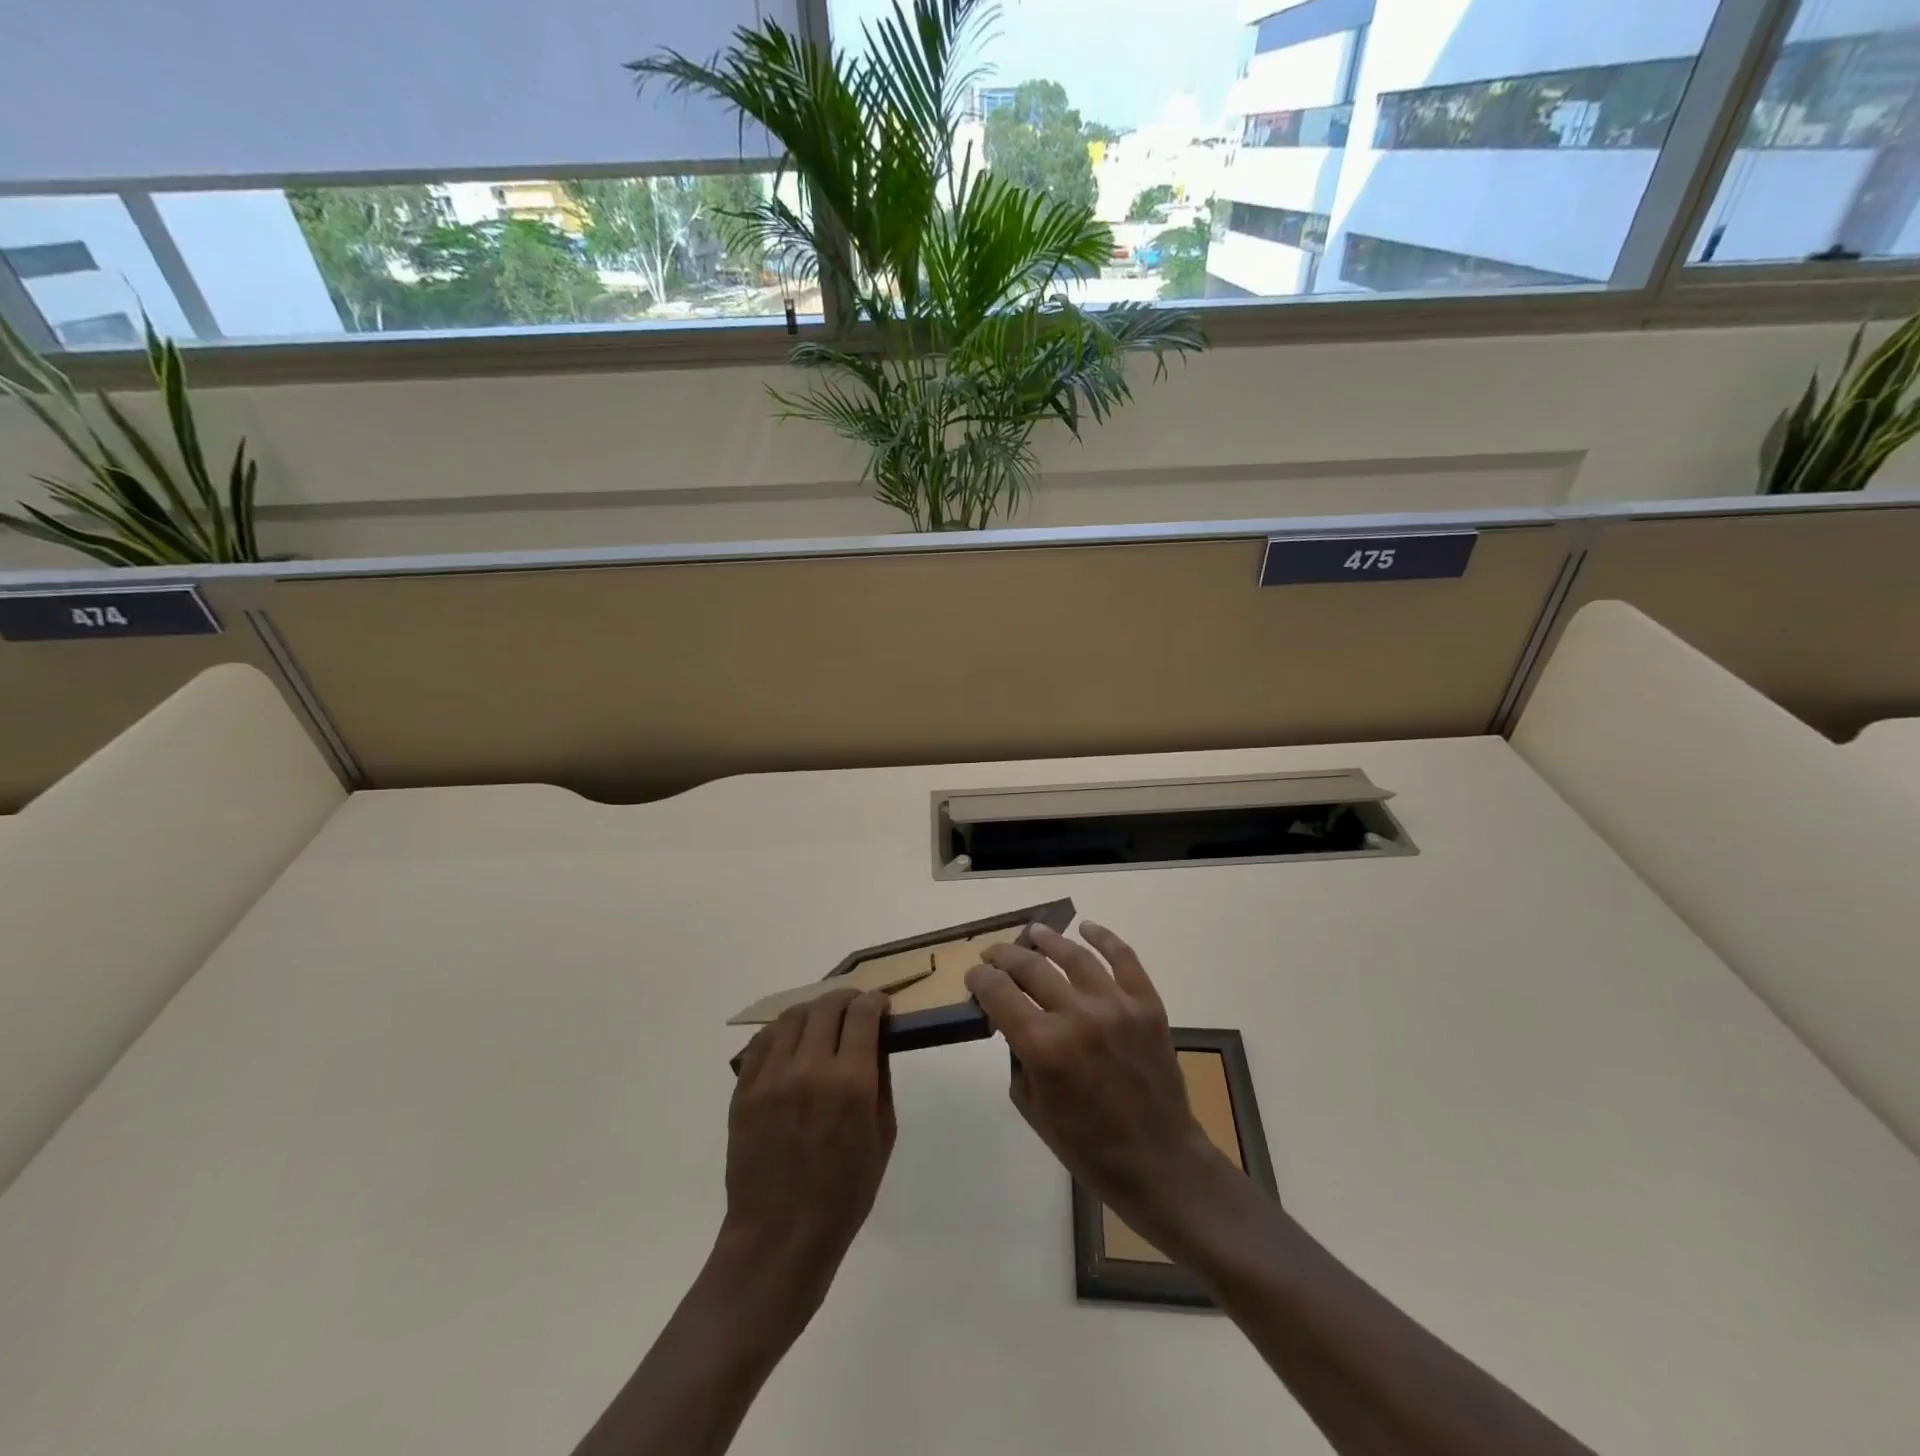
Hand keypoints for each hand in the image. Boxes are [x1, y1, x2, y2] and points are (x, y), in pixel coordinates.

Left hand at [719, 989, 895, 1327]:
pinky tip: (791, 1042)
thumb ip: (880, 1081)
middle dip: (847, 999)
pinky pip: (762, 1041)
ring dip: (814, 1011)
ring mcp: (771, 1077)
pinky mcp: (744, 1090)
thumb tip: (876, 1040)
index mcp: (850, 1082)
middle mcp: (809, 1068)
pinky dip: (782, 1031)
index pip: (862, 1014)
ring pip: (792, 1016)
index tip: (881, 1005)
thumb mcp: (882, 1137)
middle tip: (855, 1008)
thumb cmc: (844, 1195)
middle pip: (827, 1006)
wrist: (779, 1237)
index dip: (875, 1001)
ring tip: (823, 1022)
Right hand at [963, 923, 1237, 1256]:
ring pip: (1073, 956)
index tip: (974, 977)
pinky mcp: (1147, 1005)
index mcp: (1043, 1046)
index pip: (998, 992)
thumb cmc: (1087, 1146)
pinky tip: (1086, 928)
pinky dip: (1104, 938)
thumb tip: (1009, 1019)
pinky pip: (1124, 958)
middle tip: (994, 955)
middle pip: (1030, 967)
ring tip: (1033, 931)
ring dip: (1047, 939)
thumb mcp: (1031, 1106)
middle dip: (1004, 957)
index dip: (980, 979)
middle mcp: (1077, 1016)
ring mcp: (1116, 1006)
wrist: (1158, 1162)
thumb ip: (1016, 1055)